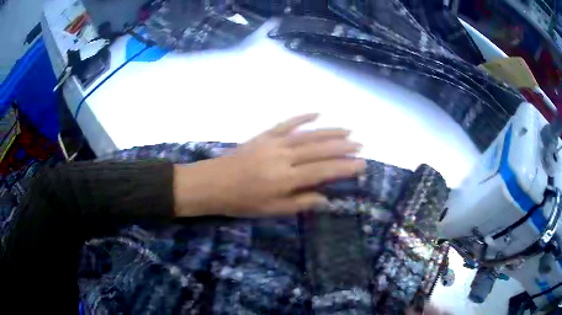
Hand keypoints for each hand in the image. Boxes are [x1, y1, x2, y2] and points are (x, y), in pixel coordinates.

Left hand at [174, 114, 365, 216]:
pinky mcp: (264, 135)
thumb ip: (300, 203)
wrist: (212, 183)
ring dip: (329, 132)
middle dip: (343, 147)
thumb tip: (326, 199)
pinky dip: (302, 117)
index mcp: (286, 178)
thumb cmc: (241, 202)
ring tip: (348, 130)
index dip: (345, 167)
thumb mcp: (271, 210)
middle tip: (360, 145)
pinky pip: (287, 123)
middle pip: (319, 149)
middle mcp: (284, 157)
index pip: (323, 170)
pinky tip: (316, 113)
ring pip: (308, 135)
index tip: (361, 164)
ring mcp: (274, 143)